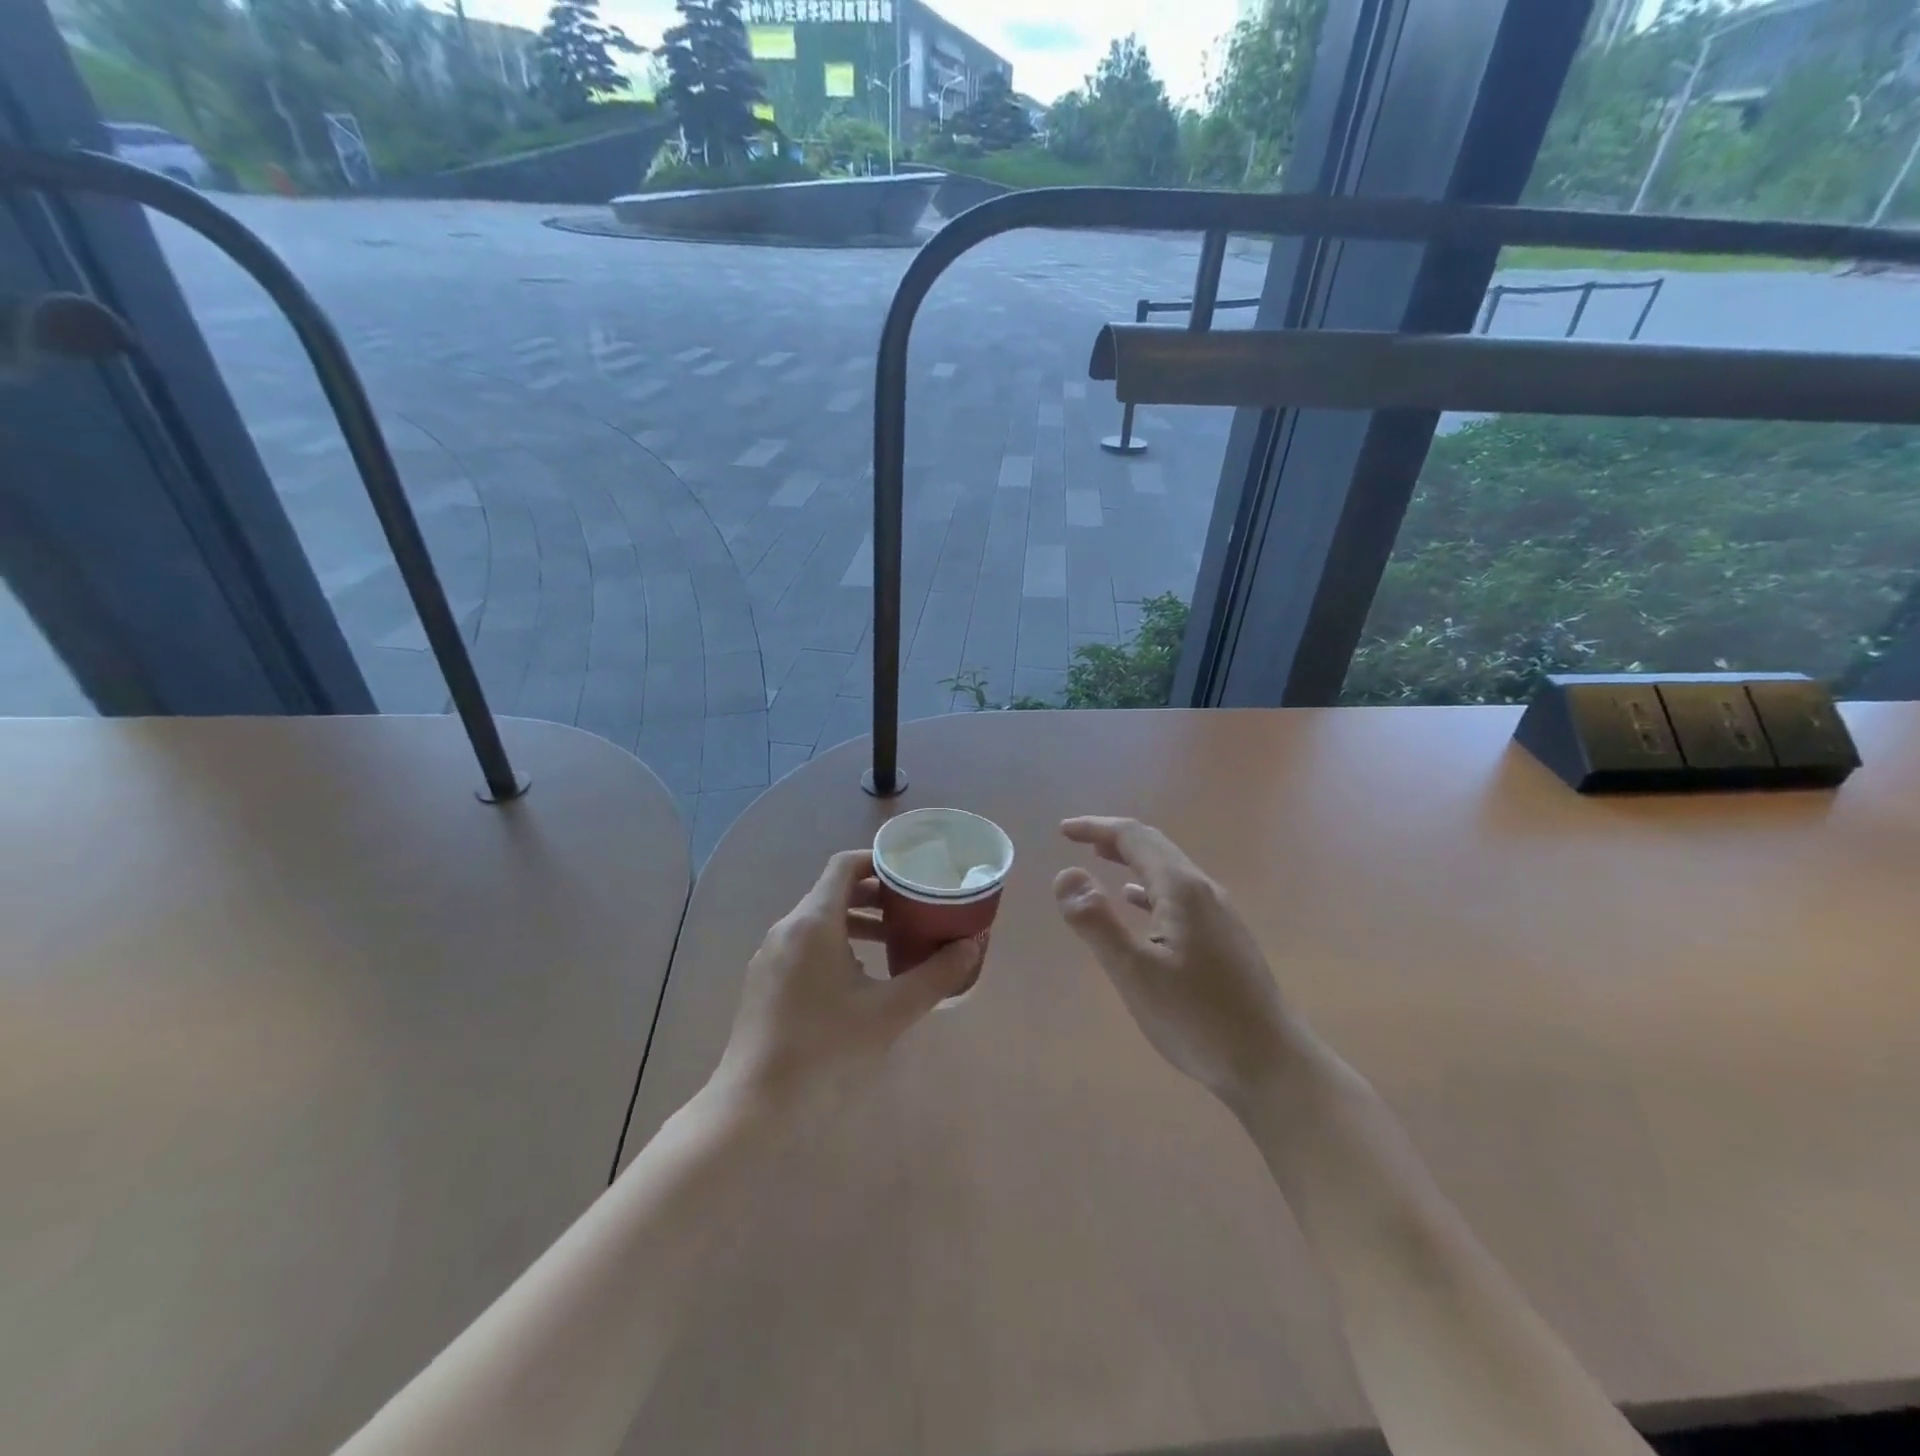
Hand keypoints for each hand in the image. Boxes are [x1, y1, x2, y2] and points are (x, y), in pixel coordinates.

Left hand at [711, 850, 983, 1110]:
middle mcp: (787, 928)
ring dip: (856, 921)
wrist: (755, 1103)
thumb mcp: (889, 1011)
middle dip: (874, 894)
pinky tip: (857, 978)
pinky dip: (835, 943)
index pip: (844, 865)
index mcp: (813, 922)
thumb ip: (934, 976)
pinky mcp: (764, 981)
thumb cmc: (825, 1048)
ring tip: (892, 941)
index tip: (910, 873)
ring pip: (818, 920)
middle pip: (833, 891)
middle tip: (911, 907)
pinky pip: (804, 944)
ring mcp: (770, 955)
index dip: (877, 861)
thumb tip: (971, 946)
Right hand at [1054, 817, 1295, 1107]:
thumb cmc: (1198, 1019)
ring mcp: (1219, 914)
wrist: (1271, 1065)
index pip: (1134, 838)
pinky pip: (1179, 896)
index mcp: (1182, 889)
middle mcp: (1204, 891)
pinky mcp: (1224, 938)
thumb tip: (1065, 874)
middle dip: (1114, 838)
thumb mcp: (1135, 974)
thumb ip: (1096, 922)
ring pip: (1168, 871)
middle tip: (1076, 839)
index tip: (1063, 831)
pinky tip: (1138, 906)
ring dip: (1131, 860)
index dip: (1096, 827)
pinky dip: (1149, 889)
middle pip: (1155, 847)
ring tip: (1100, 862)